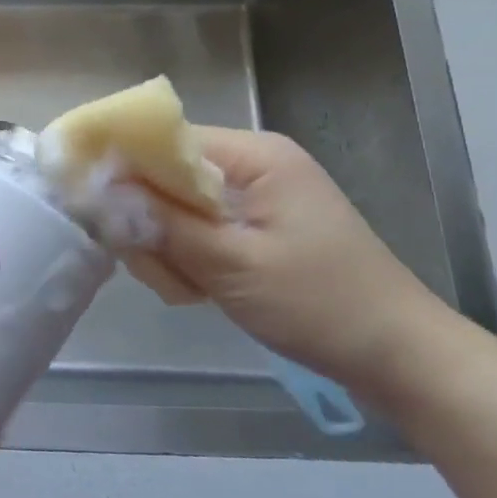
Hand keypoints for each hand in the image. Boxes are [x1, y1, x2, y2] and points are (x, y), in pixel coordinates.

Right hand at [125, 128, 450, 391]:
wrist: (401, 357)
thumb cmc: (319, 304)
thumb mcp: (231, 265)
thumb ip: (161, 223)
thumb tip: (98, 189)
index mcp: (254, 155)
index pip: (164, 139)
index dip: (123, 167)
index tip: (95, 207)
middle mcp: (253, 163)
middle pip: (167, 175)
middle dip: (152, 222)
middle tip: (162, 271)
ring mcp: (257, 195)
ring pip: (177, 207)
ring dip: (170, 247)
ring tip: (190, 290)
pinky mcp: (258, 225)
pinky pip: (200, 228)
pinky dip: (190, 257)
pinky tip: (201, 290)